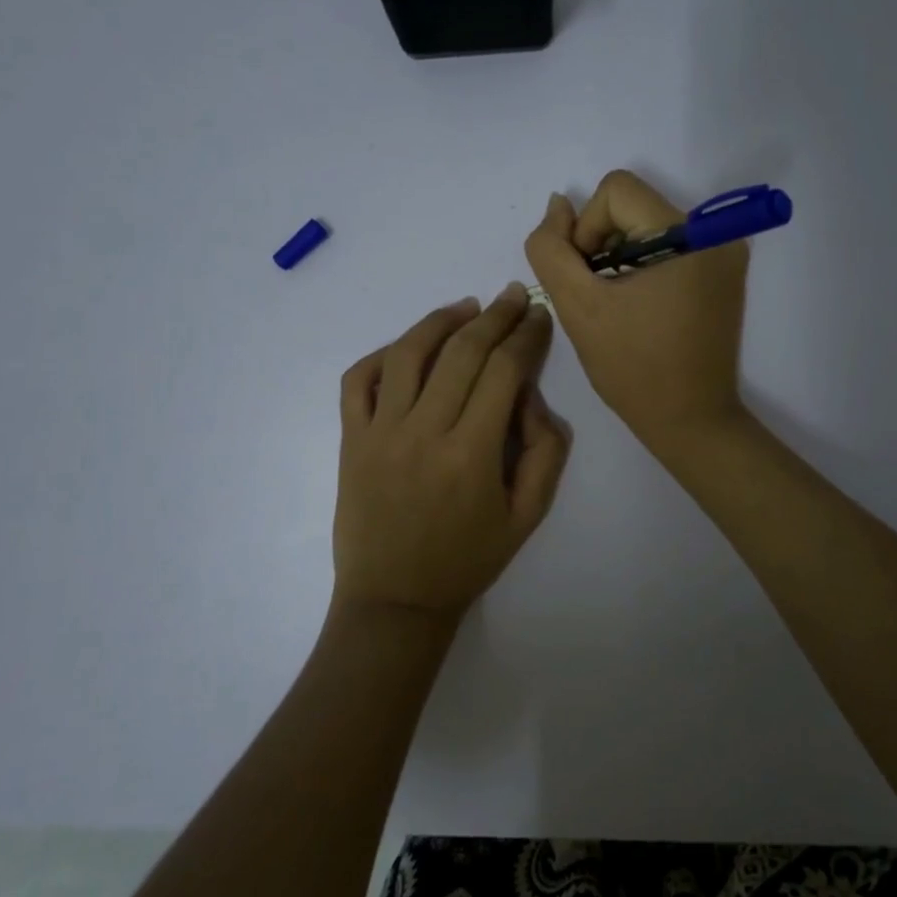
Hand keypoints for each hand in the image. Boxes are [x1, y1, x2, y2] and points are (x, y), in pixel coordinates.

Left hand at [333, 283, 570, 619]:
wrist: (394, 602)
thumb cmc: (467, 561)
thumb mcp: (528, 517)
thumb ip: (546, 453)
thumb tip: (531, 397)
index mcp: (472, 454)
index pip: (504, 371)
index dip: (526, 336)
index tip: (539, 316)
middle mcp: (424, 432)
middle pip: (462, 352)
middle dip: (495, 316)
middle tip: (514, 294)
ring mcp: (380, 433)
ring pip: (409, 354)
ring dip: (441, 321)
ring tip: (467, 306)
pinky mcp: (351, 440)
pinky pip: (359, 380)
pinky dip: (383, 353)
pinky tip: (410, 346)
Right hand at [524, 170, 749, 449]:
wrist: (691, 421)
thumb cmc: (634, 369)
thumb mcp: (579, 307)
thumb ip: (551, 250)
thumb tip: (557, 205)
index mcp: (690, 236)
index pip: (616, 191)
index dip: (586, 229)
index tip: (588, 278)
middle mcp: (716, 234)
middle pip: (633, 206)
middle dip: (603, 245)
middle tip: (599, 296)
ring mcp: (725, 254)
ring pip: (647, 227)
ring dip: (620, 258)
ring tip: (618, 305)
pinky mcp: (723, 273)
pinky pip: (669, 247)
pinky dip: (643, 267)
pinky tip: (639, 307)